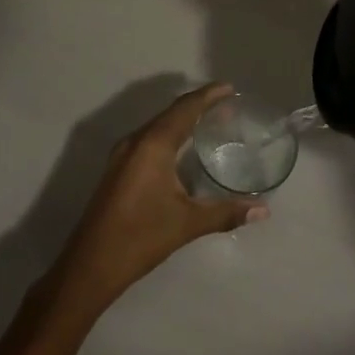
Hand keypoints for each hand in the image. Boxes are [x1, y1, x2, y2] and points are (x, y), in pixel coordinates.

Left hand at [50, 83, 266, 314]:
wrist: (90, 265)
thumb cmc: (140, 237)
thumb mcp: (187, 223)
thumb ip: (226, 213)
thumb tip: (263, 210)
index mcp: (153, 145)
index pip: (185, 109)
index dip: (208, 95)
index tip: (229, 89)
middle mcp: (135, 141)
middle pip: (170, 113)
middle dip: (198, 106)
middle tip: (226, 106)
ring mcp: (122, 154)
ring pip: (157, 125)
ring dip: (182, 120)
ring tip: (209, 123)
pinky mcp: (117, 169)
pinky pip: (148, 139)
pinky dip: (169, 134)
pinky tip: (181, 149)